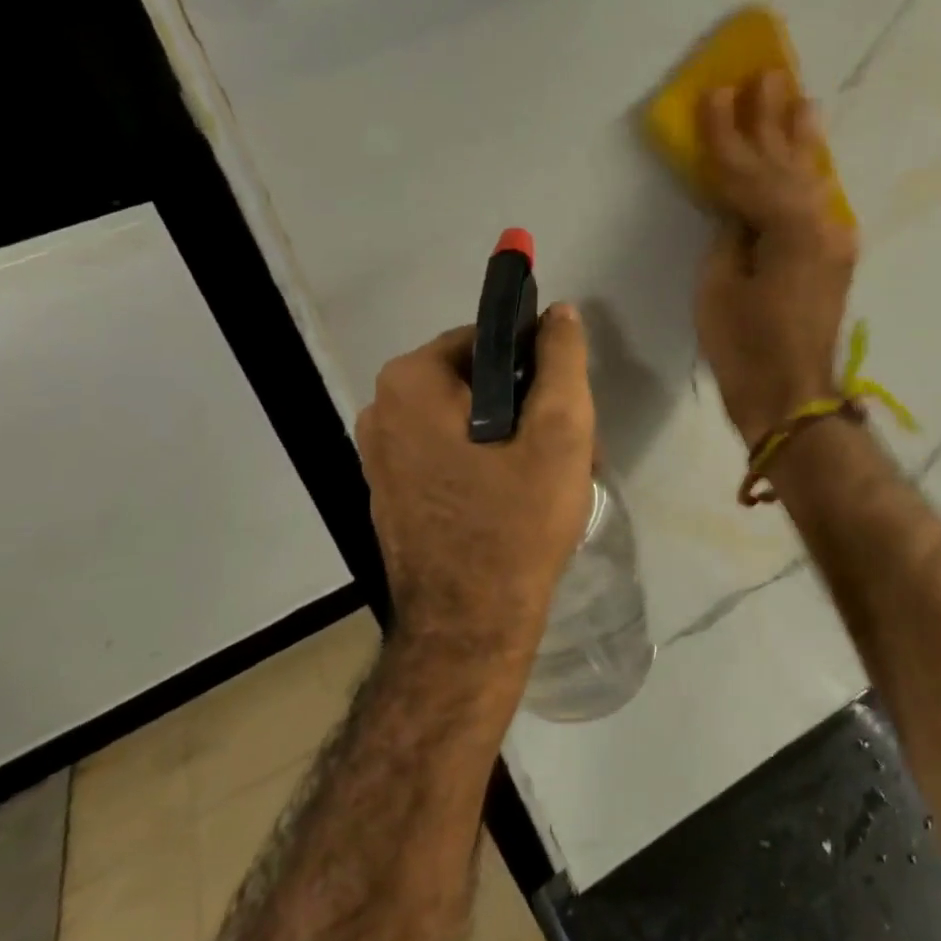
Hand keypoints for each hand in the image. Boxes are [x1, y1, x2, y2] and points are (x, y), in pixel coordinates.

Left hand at [356, 309, 595, 665]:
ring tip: (543, 481)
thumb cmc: (516, 522)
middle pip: (473, 382)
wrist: (469, 628)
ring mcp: (378, 457)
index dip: (533, 368)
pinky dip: (480, 465)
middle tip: (561, 451)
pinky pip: (444, 455)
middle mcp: (380, 410)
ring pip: (462, 421)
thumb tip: (560, 312)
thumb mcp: (559, 432)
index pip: (486, 340)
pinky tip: (512, 502)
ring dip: (507, 438)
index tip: (560, 411)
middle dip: (523, 407)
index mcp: (410, 382)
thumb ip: (562, 360)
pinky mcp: (389, 494)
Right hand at [695, 72, 857, 448]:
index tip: (714, 94)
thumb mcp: (718, 288)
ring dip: (799, 138)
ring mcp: (833, 240)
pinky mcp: (834, 257)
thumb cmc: (745, 349)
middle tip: (765, 74)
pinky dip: (809, 174)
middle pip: (787, 162)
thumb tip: (735, 207)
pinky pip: (817, 202)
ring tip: (797, 96)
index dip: (727, 134)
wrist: (793, 399)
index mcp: (787, 227)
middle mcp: (820, 223)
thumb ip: (729, 235)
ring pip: (810, 177)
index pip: (747, 170)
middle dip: (771, 120)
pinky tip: (810, 153)